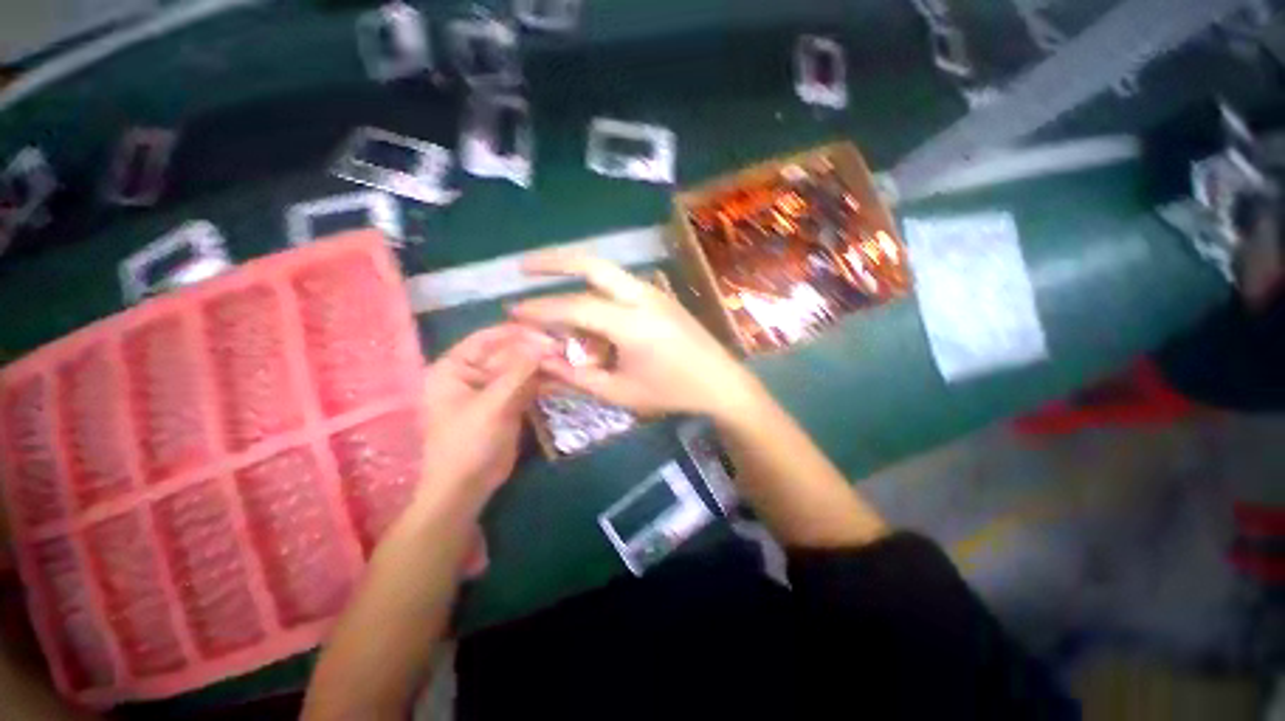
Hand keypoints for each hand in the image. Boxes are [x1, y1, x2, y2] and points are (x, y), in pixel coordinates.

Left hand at [418, 325, 553, 503]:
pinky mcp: (508, 402)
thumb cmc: (468, 443)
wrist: (467, 488)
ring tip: (570, 362)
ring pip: (522, 368)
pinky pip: (528, 385)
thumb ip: (519, 372)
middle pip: (509, 352)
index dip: (520, 333)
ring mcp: (492, 387)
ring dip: (544, 366)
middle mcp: (473, 371)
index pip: (489, 337)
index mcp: (455, 366)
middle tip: (567, 350)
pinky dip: (544, 382)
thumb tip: (546, 343)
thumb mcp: (493, 405)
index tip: (550, 334)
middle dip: (537, 351)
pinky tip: (564, 379)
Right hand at [508, 251, 757, 417]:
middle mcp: (642, 297)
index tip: (511, 311)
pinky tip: (586, 306)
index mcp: (632, 323)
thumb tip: (541, 360)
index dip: (540, 309)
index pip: (575, 307)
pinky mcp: (660, 296)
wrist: (721, 383)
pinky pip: (620, 283)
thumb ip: (577, 376)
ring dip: (574, 270)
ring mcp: (654, 292)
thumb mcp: (620, 393)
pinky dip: (595, 286)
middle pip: (592, 263)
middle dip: (554, 260)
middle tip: (523, 266)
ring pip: (606, 269)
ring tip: (547, 279)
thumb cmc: (671, 393)